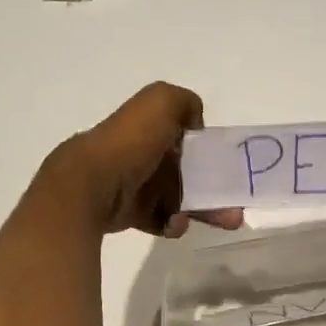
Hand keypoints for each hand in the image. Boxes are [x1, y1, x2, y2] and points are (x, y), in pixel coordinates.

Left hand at [35, 82, 244, 237]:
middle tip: (236, 205)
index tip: (228, 166)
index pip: (183, 137)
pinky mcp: (129, 213)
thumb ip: (184, 103)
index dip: (207, 150)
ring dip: (203, 210)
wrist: (88, 188)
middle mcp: (140, 153)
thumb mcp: (160, 102)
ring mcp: (134, 185)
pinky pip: (160, 220)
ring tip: (226, 221)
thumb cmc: (128, 143)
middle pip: (186, 172)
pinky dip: (173, 223)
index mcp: (147, 127)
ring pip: (178, 198)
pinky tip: (175, 224)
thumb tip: (194, 124)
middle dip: (214, 187)